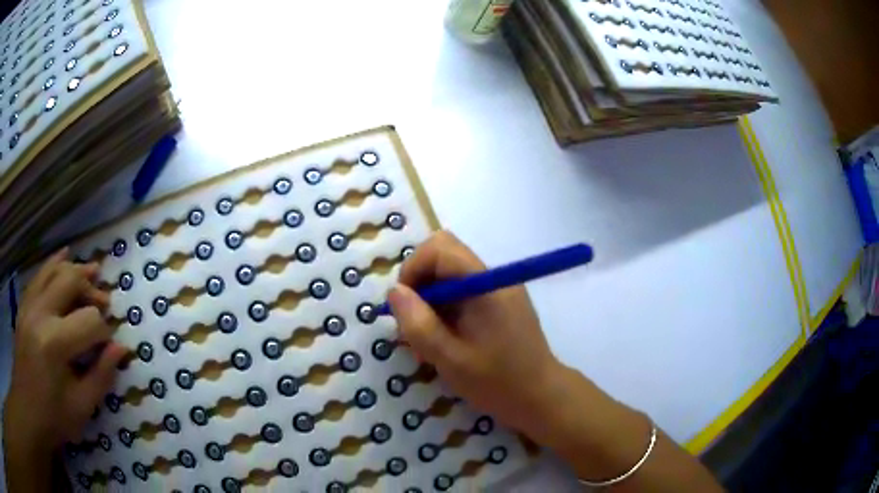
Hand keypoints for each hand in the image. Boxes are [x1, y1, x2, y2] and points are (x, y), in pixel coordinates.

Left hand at [3, 248, 125, 488]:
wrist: (28, 407)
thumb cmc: (54, 416)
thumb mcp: (81, 407)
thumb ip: (101, 376)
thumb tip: (120, 349)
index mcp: (55, 344)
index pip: (89, 321)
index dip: (104, 332)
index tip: (108, 347)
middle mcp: (41, 313)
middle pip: (71, 281)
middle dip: (91, 290)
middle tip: (105, 303)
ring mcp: (30, 304)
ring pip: (55, 270)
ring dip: (76, 270)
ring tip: (93, 272)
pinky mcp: (24, 304)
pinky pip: (39, 274)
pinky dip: (54, 262)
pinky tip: (65, 255)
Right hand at [387, 231, 562, 440]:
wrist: (541, 397)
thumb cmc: (498, 382)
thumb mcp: (450, 359)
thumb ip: (419, 324)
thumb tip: (394, 291)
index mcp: (485, 285)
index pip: (440, 247)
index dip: (413, 268)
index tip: (404, 306)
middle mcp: (494, 278)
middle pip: (444, 258)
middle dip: (420, 286)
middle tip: (414, 325)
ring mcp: (499, 290)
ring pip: (450, 278)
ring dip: (431, 303)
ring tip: (428, 343)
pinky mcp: (500, 305)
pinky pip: (464, 295)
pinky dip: (446, 312)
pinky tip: (445, 343)